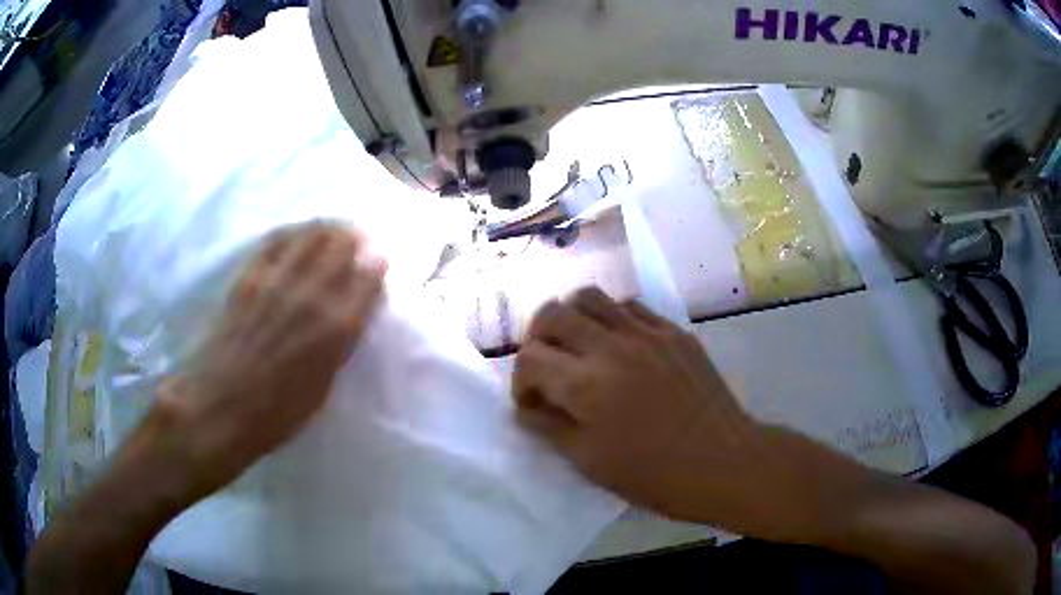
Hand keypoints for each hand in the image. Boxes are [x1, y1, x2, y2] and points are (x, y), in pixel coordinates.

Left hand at [147, 224, 386, 503]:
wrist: (220, 407)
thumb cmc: (278, 412)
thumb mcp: (324, 385)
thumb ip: (341, 343)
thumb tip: (352, 313)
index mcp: (335, 328)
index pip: (369, 277)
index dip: (378, 264)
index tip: (379, 261)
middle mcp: (309, 295)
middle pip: (342, 244)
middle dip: (356, 237)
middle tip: (358, 240)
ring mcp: (275, 281)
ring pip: (310, 234)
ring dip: (327, 227)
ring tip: (332, 230)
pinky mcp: (248, 277)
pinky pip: (275, 240)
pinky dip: (292, 232)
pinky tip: (297, 234)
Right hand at [512, 288, 819, 538]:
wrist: (722, 462)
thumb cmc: (653, 474)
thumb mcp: (589, 461)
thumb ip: (548, 427)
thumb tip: (526, 407)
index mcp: (585, 385)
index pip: (529, 358)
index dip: (520, 380)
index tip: (532, 403)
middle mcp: (611, 346)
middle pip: (552, 313)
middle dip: (537, 339)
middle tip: (547, 366)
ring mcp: (646, 333)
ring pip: (590, 297)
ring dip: (572, 318)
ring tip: (579, 347)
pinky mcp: (673, 331)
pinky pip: (631, 307)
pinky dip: (611, 320)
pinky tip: (619, 347)